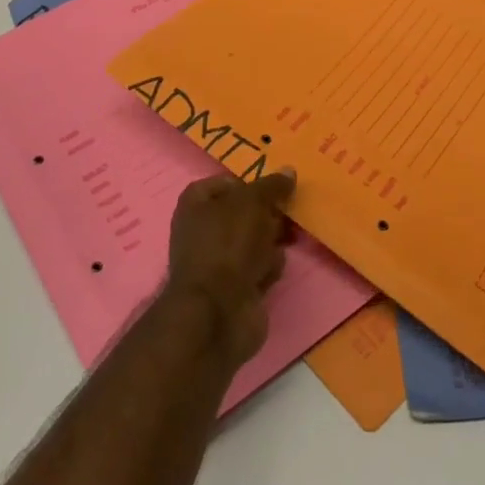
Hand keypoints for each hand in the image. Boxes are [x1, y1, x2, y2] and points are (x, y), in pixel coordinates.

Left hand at [164, 168, 295, 367]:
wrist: (219, 312)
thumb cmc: (228, 244)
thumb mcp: (252, 203)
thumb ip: (271, 186)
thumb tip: (289, 171)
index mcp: (196, 204)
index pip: (225, 183)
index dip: (249, 183)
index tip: (274, 188)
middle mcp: (203, 230)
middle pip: (244, 212)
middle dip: (268, 213)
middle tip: (289, 212)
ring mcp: (219, 261)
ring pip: (255, 240)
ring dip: (272, 240)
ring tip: (287, 240)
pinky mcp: (236, 287)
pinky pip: (259, 267)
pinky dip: (269, 267)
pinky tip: (273, 271)